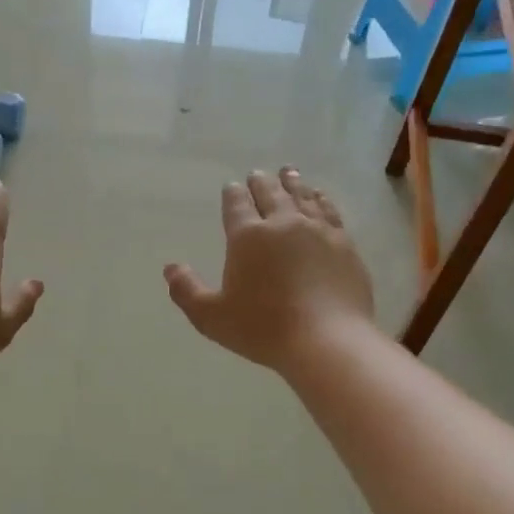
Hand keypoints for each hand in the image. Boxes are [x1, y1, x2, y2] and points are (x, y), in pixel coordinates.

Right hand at [165, 167, 375, 373]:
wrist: (327, 340)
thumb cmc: (263, 328)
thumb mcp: (211, 317)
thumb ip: (187, 290)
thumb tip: (170, 268)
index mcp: (248, 236)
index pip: (236, 205)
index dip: (232, 194)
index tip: (231, 186)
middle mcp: (283, 224)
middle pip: (270, 193)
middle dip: (261, 182)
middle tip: (257, 174)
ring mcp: (317, 231)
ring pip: (302, 197)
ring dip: (292, 183)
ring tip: (288, 173)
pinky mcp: (344, 244)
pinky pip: (330, 211)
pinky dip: (321, 199)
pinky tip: (320, 197)